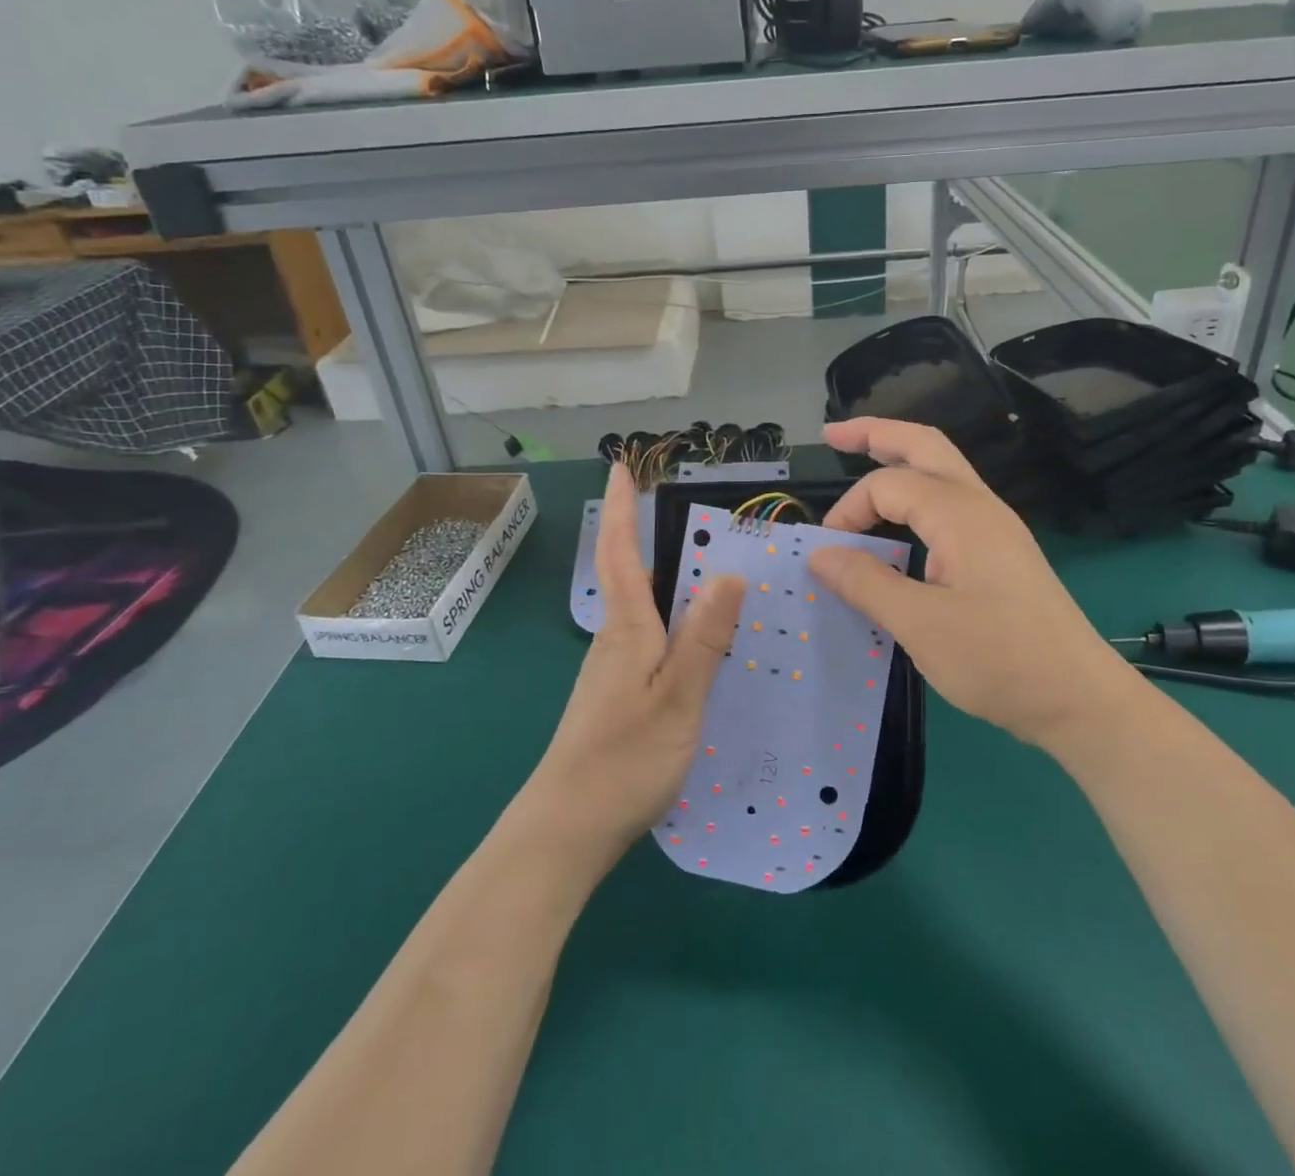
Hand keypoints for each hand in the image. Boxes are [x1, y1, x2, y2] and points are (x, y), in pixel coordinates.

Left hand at [525, 464, 744, 863]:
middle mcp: (614, 639)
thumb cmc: (624, 758)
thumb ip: (704, 639)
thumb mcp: (678, 697)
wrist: (566, 828)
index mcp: (627, 629)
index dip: (624, 509)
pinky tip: (694, 641)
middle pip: (629, 575)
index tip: (621, 467)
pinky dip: (668, 621)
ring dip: (661, 579)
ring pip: (640, 609)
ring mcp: (610, 669)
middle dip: (644, 535)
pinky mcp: (614, 696)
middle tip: (679, 511)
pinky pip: (646, 640)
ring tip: (704, 569)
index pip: (623, 554)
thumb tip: (728, 574)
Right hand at [808, 419, 1121, 746]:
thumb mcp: (920, 625)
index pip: (886, 485)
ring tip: (862, 458)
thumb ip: (866, 583)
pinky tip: (901, 520)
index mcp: (959, 514)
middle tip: (832, 433)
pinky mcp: (1001, 550)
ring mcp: (995, 526)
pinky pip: (951, 501)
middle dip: (876, 433)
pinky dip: (916, 494)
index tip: (827, 554)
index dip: (848, 511)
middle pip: (923, 445)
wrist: (1078, 697)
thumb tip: (819, 554)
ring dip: (900, 458)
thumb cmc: (998, 660)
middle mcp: (979, 505)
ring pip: (942, 468)